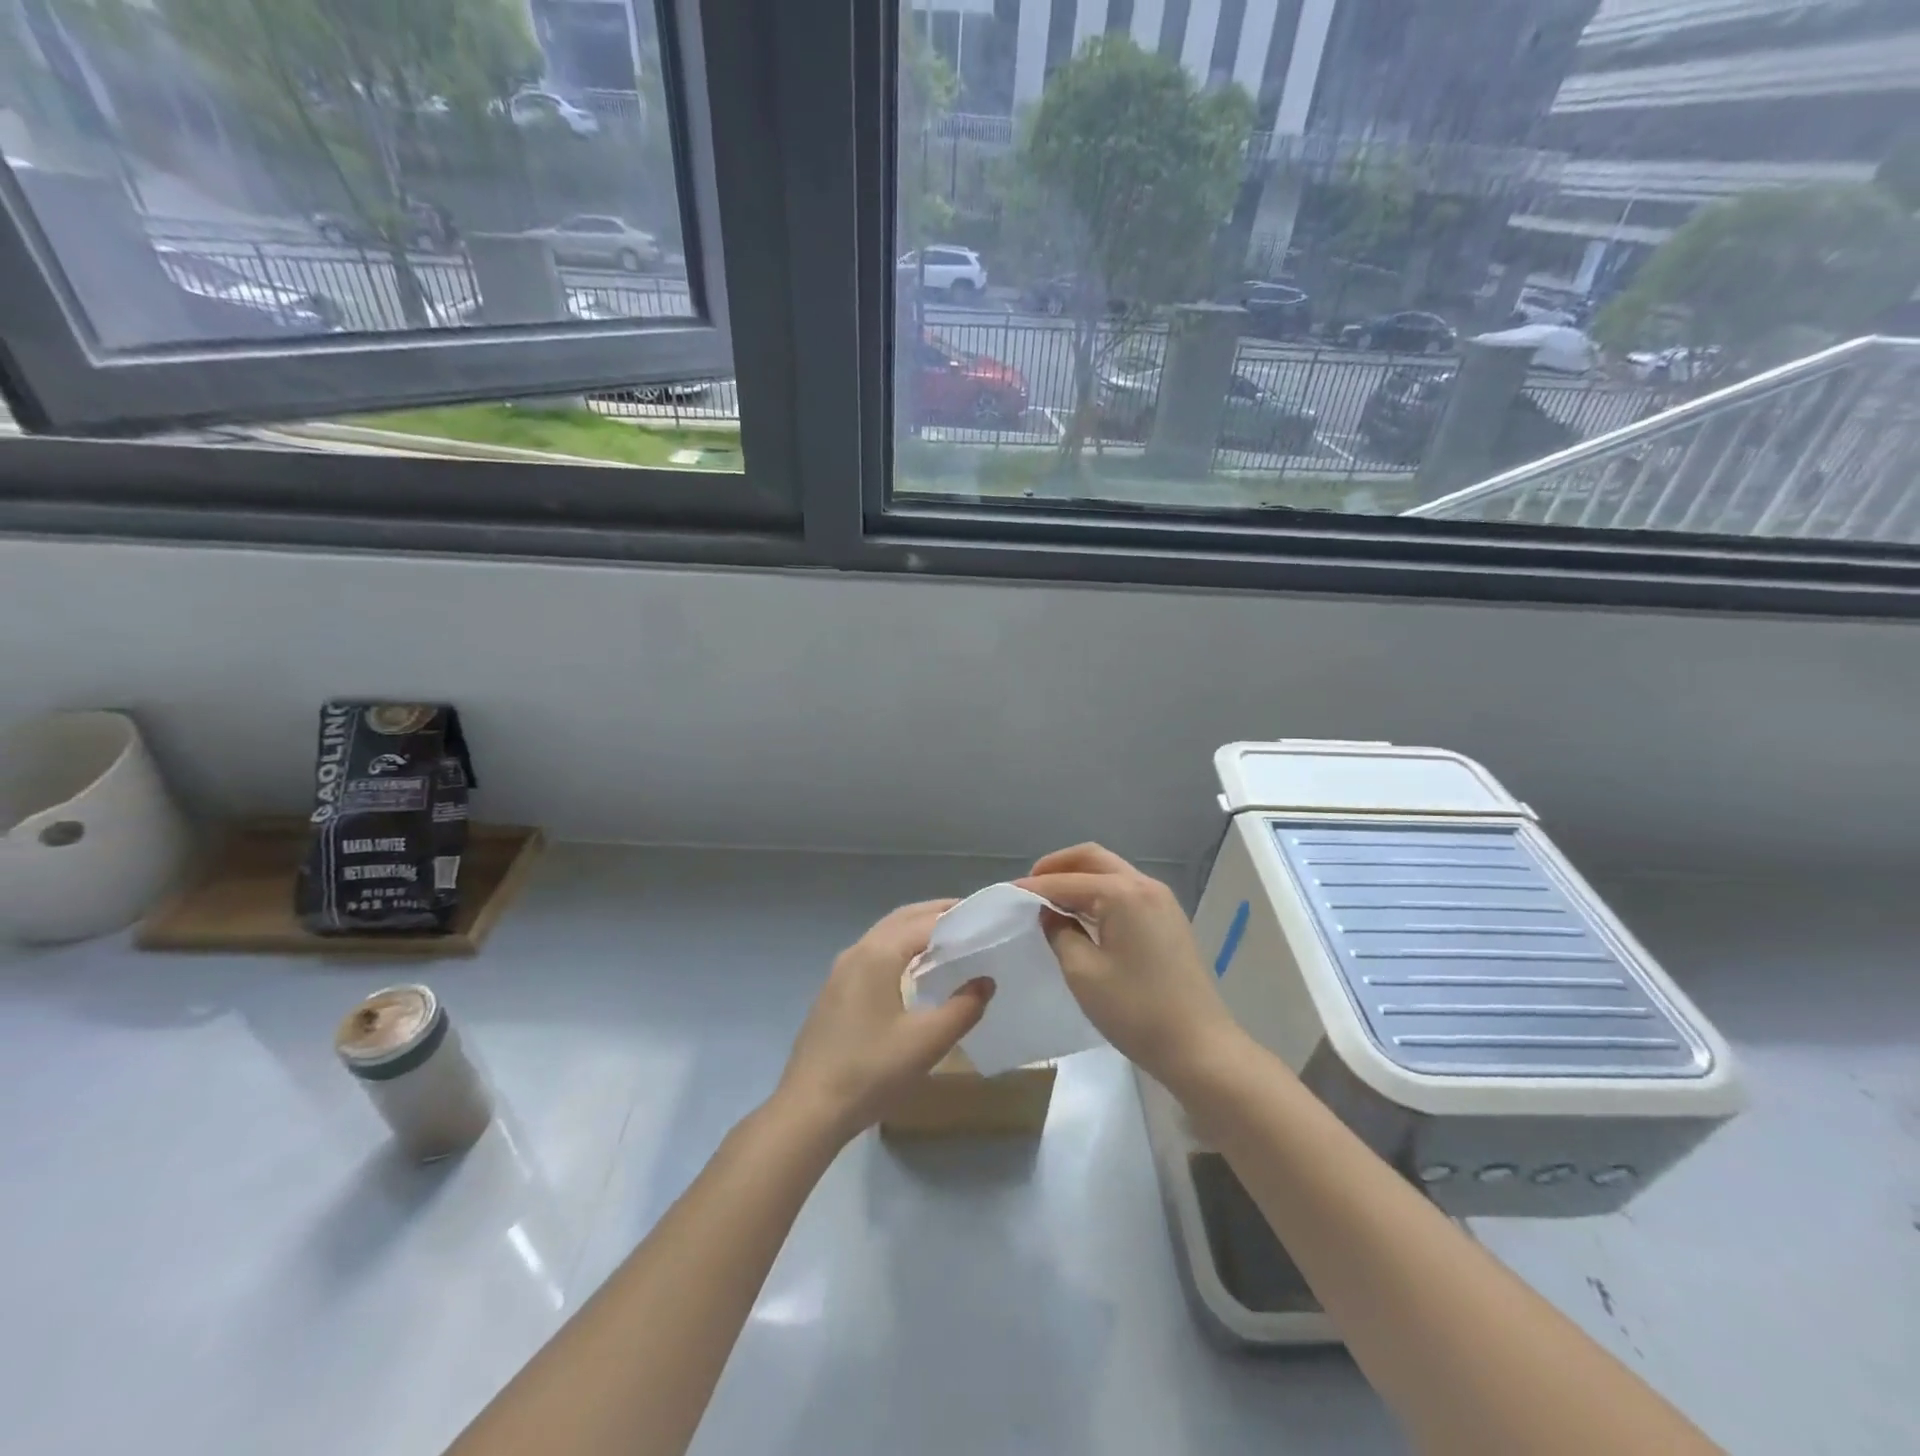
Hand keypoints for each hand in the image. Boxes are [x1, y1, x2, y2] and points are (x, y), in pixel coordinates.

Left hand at [775, 899, 992, 1142]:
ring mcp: (840, 971)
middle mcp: (857, 952)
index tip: (985, 918)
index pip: (925, 922)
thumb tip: (985, 981)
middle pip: (901, 919)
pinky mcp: (834, 991)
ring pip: (884, 935)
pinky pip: (873, 953)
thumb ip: (963, 1008)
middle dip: (935, 913)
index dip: (956, 917)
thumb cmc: (871, 1071)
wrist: (810, 1108)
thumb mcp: (927, 1042)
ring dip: (915, 930)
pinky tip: (913, 970)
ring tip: (948, 940)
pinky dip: (898, 947)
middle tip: (970, 918)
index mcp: (878, 954)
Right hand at [1019, 844, 1244, 1090]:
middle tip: (1030, 885)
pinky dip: (1099, 893)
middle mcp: (1145, 886)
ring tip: (1050, 899)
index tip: (1005, 893)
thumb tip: (1051, 913)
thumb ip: (1060, 932)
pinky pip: (1126, 891)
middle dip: (1059, 866)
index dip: (1034, 886)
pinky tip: (1082, 914)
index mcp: (1123, 894)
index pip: (1068, 881)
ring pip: (1112, 872)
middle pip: (1094, 859)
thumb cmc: (1136, 1010)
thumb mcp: (1083, 973)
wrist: (1199, 1047)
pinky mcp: (1168, 920)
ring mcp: (1161, 901)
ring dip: (1080, 878)